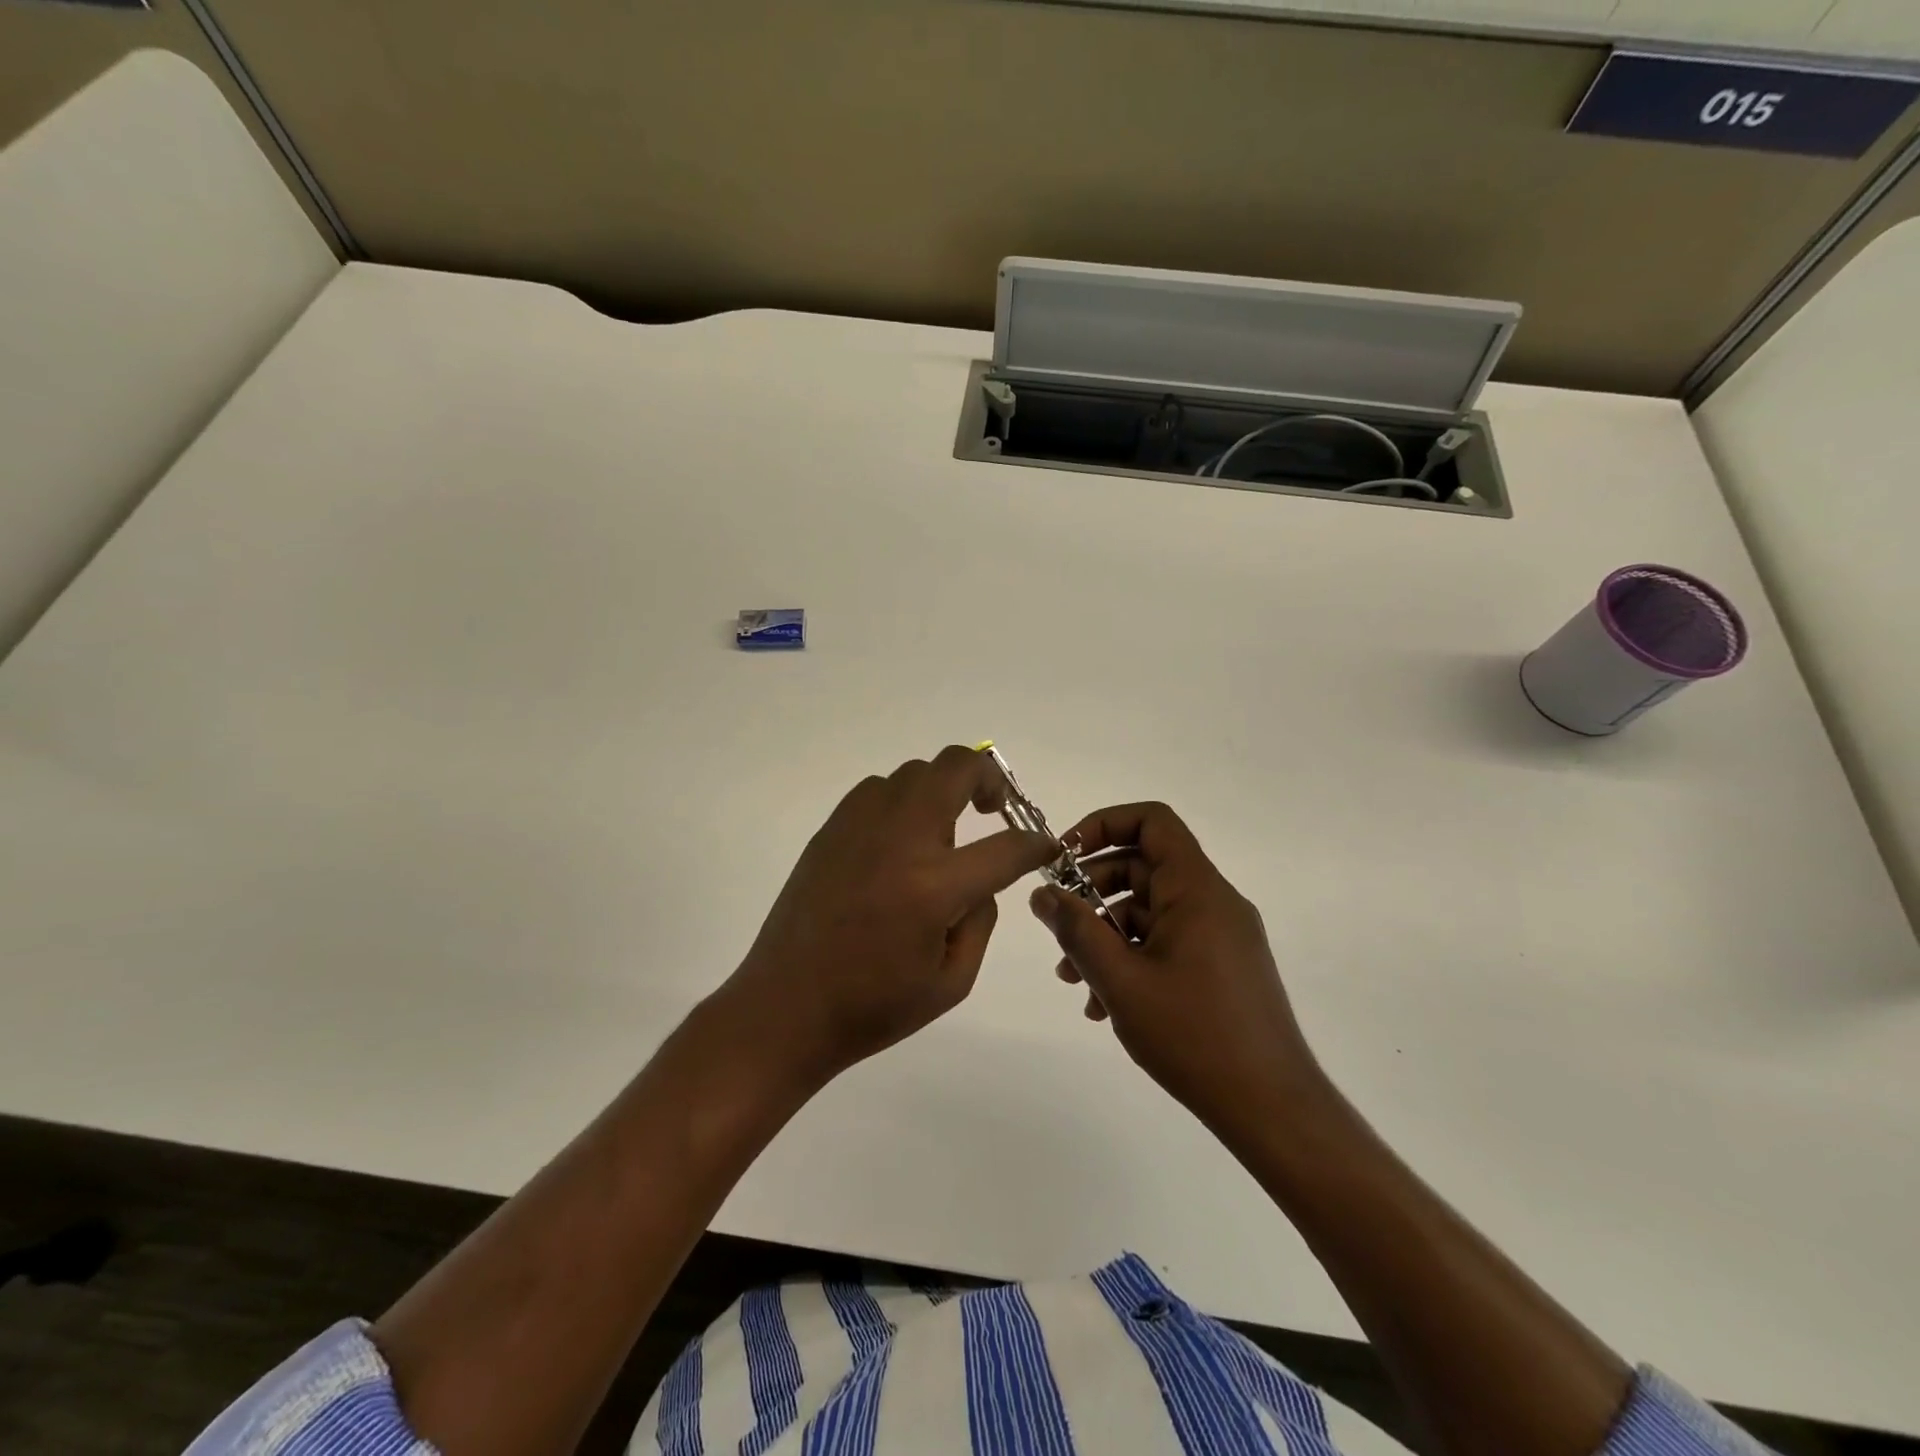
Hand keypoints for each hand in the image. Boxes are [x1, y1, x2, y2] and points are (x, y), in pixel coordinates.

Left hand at [723, 745, 1057, 1086]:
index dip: (1035, 844)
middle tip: (994, 810)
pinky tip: (898, 839)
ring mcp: (860, 828)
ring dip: (942, 789)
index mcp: (934, 887)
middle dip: (990, 780)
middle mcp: (899, 841)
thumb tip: (981, 881)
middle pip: (956, 767)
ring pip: (915, 771)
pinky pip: (877, 790)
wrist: (785, 1008)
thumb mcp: (951, 983)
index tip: (1043, 846)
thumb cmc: (872, 1007)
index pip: (1005, 847)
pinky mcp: (830, 830)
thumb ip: (980, 921)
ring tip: (942, 831)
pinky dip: (902, 800)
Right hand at [1028, 801, 1327, 1135]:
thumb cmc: (1195, 1036)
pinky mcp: (1221, 967)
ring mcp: (1220, 936)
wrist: (1273, 1110)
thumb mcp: (1121, 981)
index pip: (1152, 822)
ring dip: (1106, 935)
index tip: (1064, 858)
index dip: (1103, 825)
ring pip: (1149, 912)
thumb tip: (1042, 894)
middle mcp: (1213, 902)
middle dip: (1092, 892)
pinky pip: (1167, 943)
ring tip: (1073, 979)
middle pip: (1143, 867)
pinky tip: (1103, 1004)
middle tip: (1058, 928)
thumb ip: (1077, 931)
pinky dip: (1132, 959)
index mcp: (1197, 889)